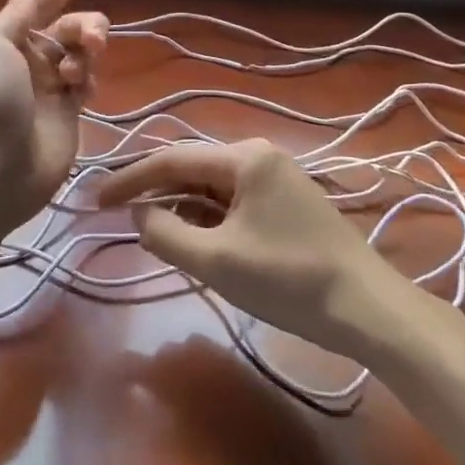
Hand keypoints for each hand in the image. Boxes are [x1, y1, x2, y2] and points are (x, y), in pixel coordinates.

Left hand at [0, 0, 107, 227]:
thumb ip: (17, 14)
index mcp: (7, 38)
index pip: (40, 3)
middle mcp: (29, 57)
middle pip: (69, 26)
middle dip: (84, 25)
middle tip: (90, 40)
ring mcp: (50, 86)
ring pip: (82, 52)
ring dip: (86, 51)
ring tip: (76, 69)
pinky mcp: (69, 112)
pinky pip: (87, 81)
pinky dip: (88, 77)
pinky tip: (79, 89)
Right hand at [97, 139, 413, 357]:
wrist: (368, 308)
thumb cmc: (289, 280)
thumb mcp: (217, 260)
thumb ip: (166, 233)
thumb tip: (139, 214)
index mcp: (244, 157)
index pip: (172, 160)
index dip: (130, 179)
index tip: (96, 200)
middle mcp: (258, 156)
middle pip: (191, 169)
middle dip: (153, 191)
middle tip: (116, 214)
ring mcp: (275, 178)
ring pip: (210, 187)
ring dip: (179, 207)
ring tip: (148, 230)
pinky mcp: (285, 202)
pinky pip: (231, 201)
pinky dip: (205, 217)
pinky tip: (190, 237)